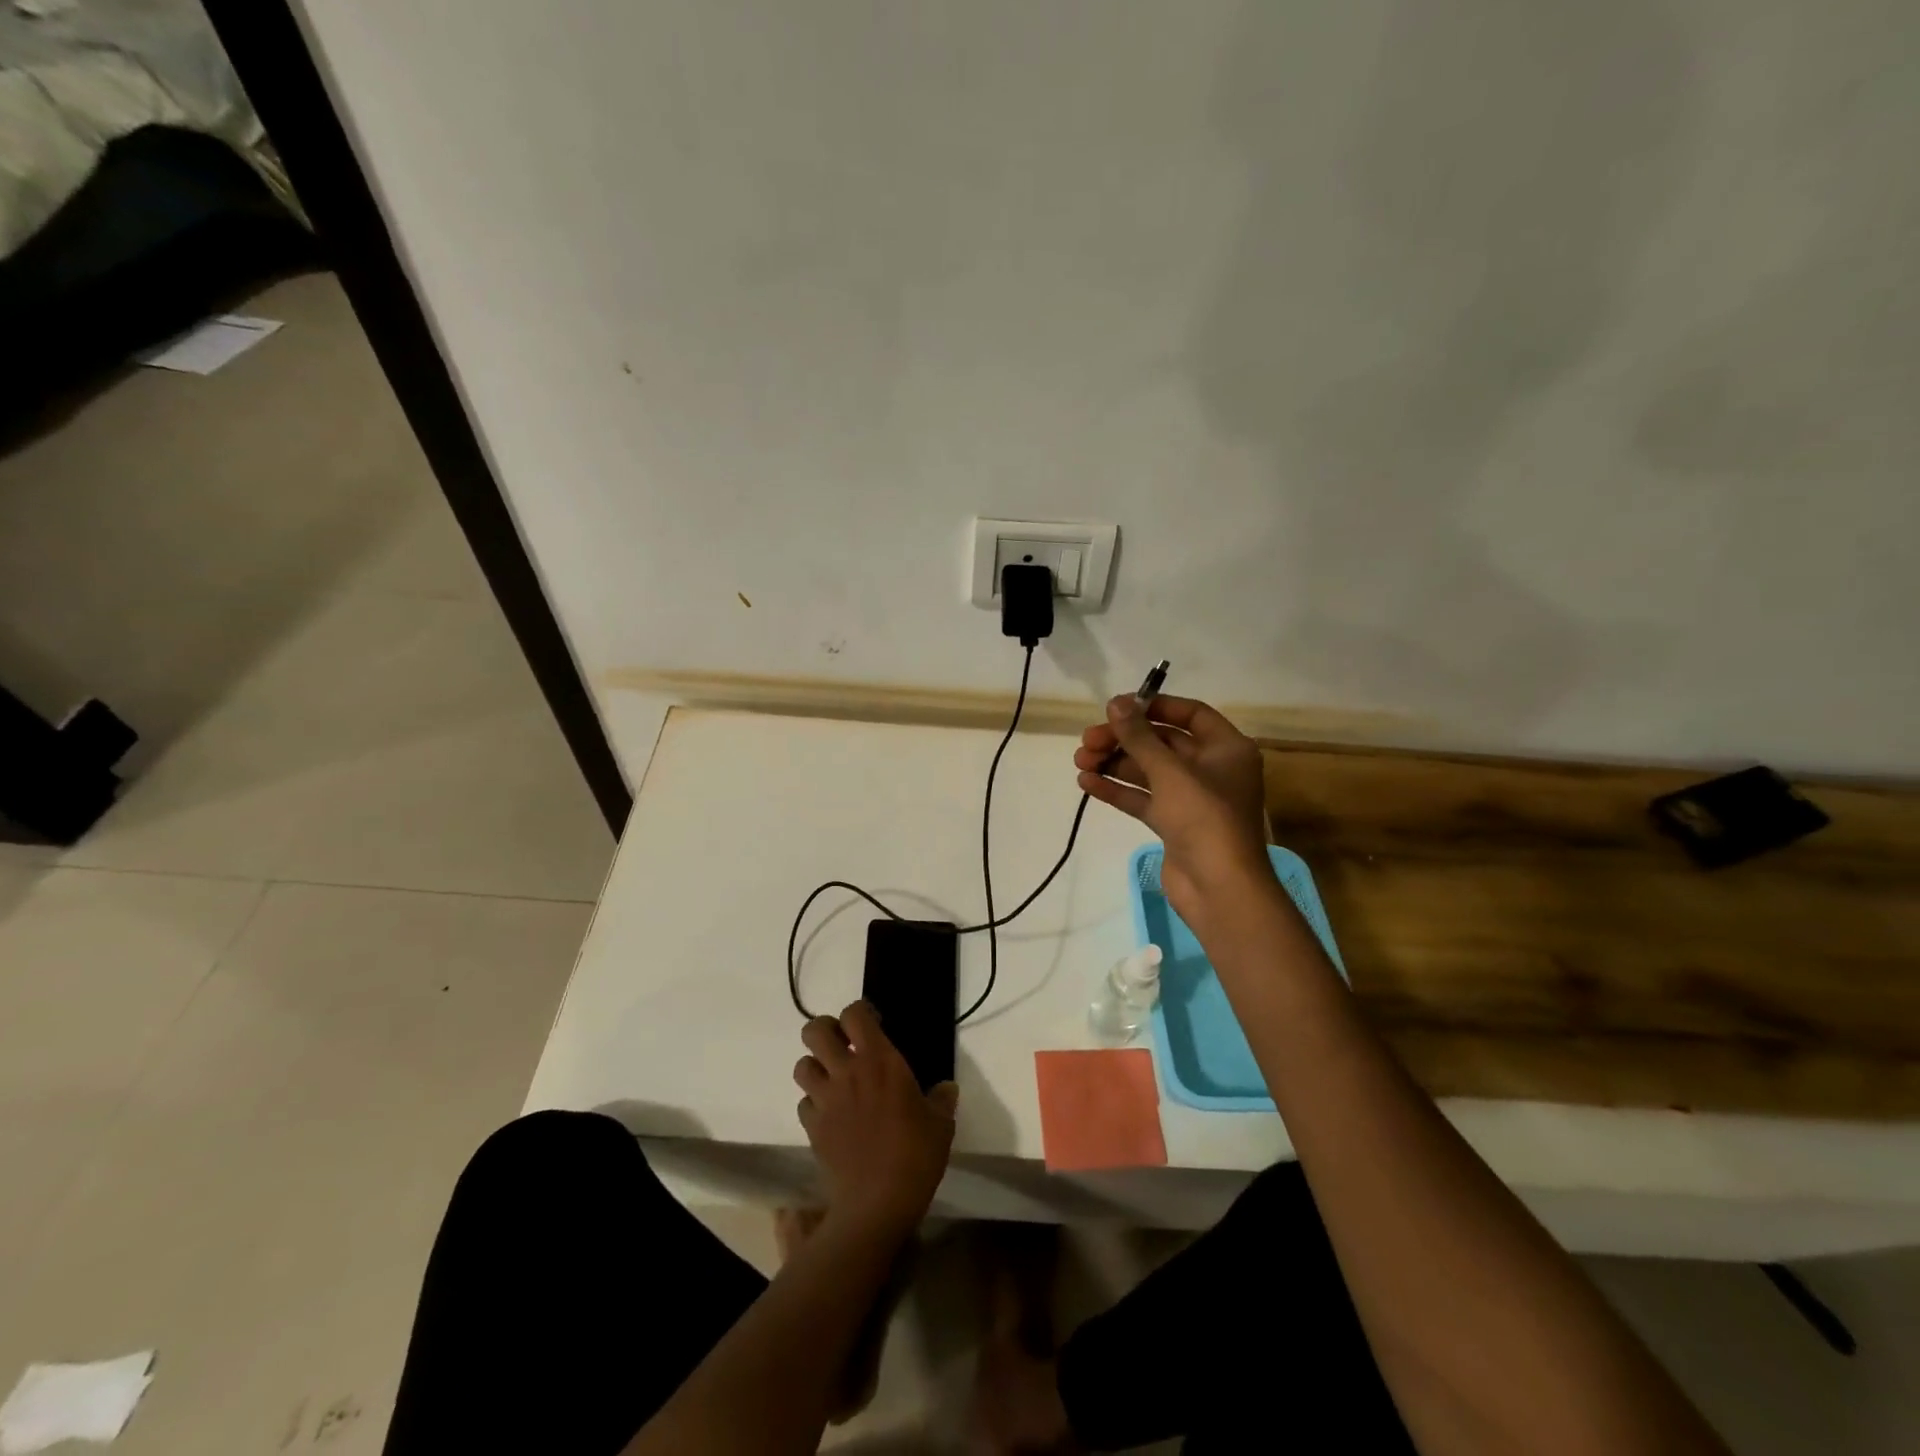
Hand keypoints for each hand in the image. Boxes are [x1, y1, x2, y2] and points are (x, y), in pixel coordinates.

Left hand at [794, 1001, 957, 1240]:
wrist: (877, 1203)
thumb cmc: (915, 1154)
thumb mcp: (940, 1124)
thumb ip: (941, 1100)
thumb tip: (947, 1089)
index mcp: (879, 1060)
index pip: (854, 1014)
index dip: (859, 1012)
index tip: (873, 1024)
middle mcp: (846, 1071)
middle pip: (814, 1030)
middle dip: (825, 1030)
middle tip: (844, 1045)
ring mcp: (825, 1099)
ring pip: (802, 1065)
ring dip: (815, 1067)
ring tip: (833, 1079)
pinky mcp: (812, 1127)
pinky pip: (804, 1103)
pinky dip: (813, 1104)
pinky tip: (830, 1115)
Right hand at [1074, 694, 1272, 929]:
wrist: (1219, 889)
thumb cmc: (1204, 818)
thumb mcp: (1169, 771)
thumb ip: (1139, 736)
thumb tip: (1116, 703)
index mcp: (1227, 749)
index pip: (1190, 714)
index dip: (1154, 706)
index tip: (1118, 707)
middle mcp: (1212, 769)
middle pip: (1162, 743)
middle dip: (1123, 740)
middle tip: (1086, 740)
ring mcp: (1192, 799)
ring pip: (1148, 771)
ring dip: (1114, 764)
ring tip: (1079, 761)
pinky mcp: (1174, 824)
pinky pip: (1142, 798)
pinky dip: (1117, 790)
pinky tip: (1086, 784)